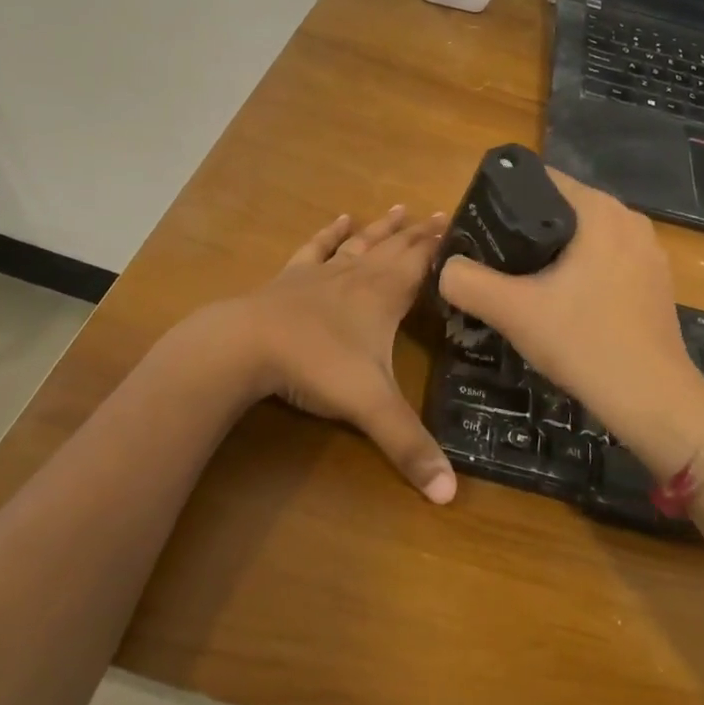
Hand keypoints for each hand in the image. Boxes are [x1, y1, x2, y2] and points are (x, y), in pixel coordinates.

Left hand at [216, 205, 456, 502]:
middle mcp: (358, 276)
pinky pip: (316, 249)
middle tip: (438, 214)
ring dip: (381, 228)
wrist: (246, 344)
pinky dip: (330, 233)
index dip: (440, 246)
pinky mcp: (291, 278)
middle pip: (394, 248)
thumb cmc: (316, 366)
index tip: (458, 223)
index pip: (421, 263)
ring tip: (398, 209)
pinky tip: (339, 219)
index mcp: (384, 296)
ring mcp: (322, 274)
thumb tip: (451, 495)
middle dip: (418, 234)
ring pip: (360, 244)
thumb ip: (409, 447)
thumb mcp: (370, 407)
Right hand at [437, 170, 703, 475]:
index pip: (543, 179)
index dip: (505, 197)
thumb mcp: (514, 312)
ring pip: (585, 238)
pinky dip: (580, 271)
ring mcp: (648, 252)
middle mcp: (630, 220)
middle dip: (525, 228)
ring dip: (553, 253)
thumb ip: (468, 282)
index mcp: (601, 211)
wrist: (654, 401)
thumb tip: (446, 268)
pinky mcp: (654, 282)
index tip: (479, 226)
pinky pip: (606, 261)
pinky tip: (560, 302)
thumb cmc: (585, 343)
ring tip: (519, 280)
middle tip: (491, 257)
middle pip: (562, 209)